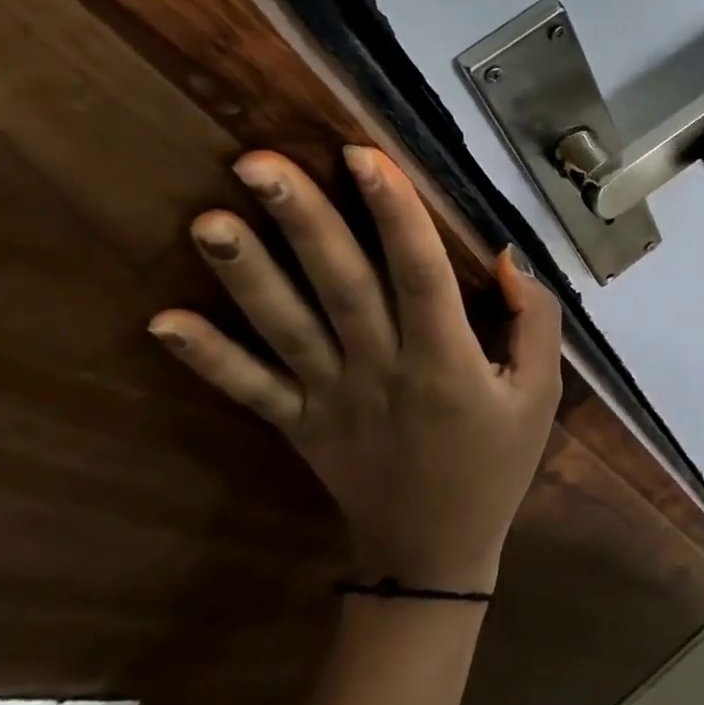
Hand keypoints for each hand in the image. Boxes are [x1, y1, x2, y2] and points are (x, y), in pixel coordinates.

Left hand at [148, 146, 562, 592]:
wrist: (434, 551)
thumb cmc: (496, 462)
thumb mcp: (541, 393)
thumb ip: (536, 322)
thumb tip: (507, 258)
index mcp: (446, 361)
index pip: (420, 274)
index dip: (395, 214)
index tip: (364, 154)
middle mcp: (381, 370)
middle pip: (340, 287)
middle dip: (303, 222)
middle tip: (257, 162)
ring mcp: (331, 399)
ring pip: (286, 328)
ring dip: (246, 274)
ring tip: (207, 219)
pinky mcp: (298, 425)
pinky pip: (250, 390)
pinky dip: (207, 358)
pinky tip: (161, 321)